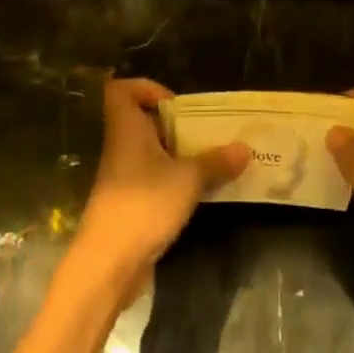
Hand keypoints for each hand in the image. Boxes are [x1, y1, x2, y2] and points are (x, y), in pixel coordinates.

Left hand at [71, 78, 247, 294]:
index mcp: (127, 130)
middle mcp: (122, 148)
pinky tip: (200, 190)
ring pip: (151, 152)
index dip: (145, 88)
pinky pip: (154, 179)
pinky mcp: (130, 203)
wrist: (108, 264)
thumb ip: (216, 162)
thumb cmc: (144, 206)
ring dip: (179, 153)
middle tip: (207, 132)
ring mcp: (124, 178)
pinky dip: (175, 179)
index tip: (176, 103)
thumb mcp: (188, 180)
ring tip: (213, 159)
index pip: (120, 91)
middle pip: (142, 121)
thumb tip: (245, 148)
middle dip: (175, 124)